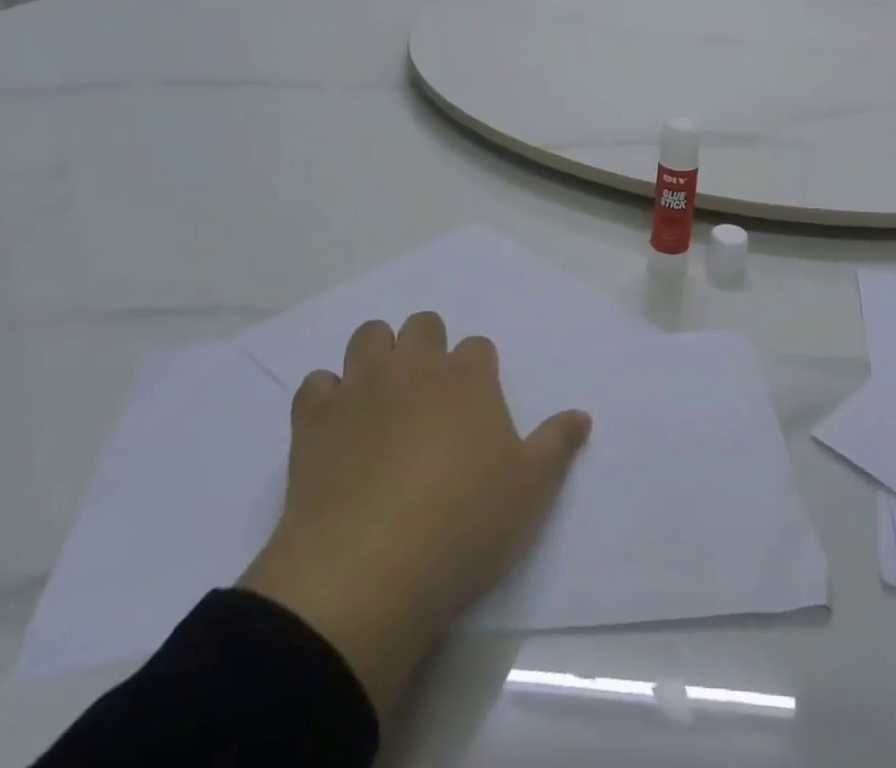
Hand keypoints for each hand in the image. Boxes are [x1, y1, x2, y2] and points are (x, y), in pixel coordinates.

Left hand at [238, 313, 590, 715]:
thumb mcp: (531, 489)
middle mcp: (416, 367)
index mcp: (468, 377)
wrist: (368, 570)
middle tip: (430, 396)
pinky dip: (327, 397)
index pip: (477, 348)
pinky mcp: (314, 420)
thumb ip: (557, 444)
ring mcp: (361, 389)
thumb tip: (582, 415)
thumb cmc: (464, 524)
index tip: (476, 406)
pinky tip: (336, 427)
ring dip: (377, 355)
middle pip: (423, 326)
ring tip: (383, 399)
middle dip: (427, 347)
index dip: (478, 372)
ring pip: (369, 337)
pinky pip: (316, 384)